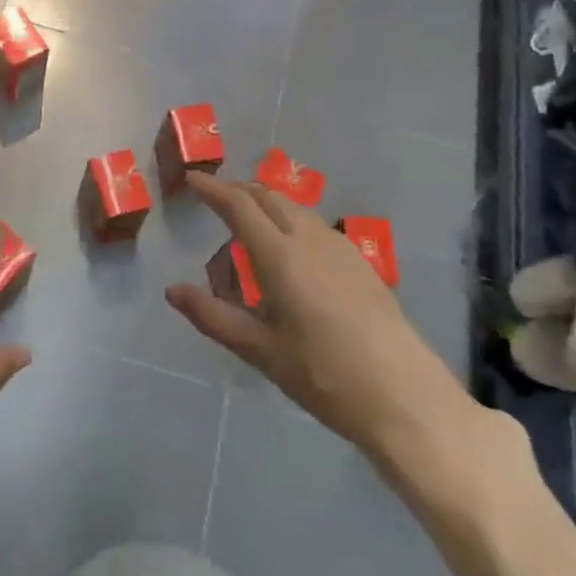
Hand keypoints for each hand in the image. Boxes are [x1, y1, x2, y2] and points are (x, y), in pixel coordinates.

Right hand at [166, 173, 488, 476]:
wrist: (403, 395)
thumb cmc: (322, 374)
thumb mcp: (259, 350)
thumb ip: (213, 316)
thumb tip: (172, 291)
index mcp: (280, 256)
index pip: (240, 206)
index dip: (213, 189)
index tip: (192, 181)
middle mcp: (310, 240)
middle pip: (269, 197)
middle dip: (239, 189)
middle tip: (214, 195)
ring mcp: (341, 248)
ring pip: (295, 208)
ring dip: (266, 202)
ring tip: (247, 218)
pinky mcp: (361, 263)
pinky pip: (315, 225)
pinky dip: (290, 219)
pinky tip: (290, 246)